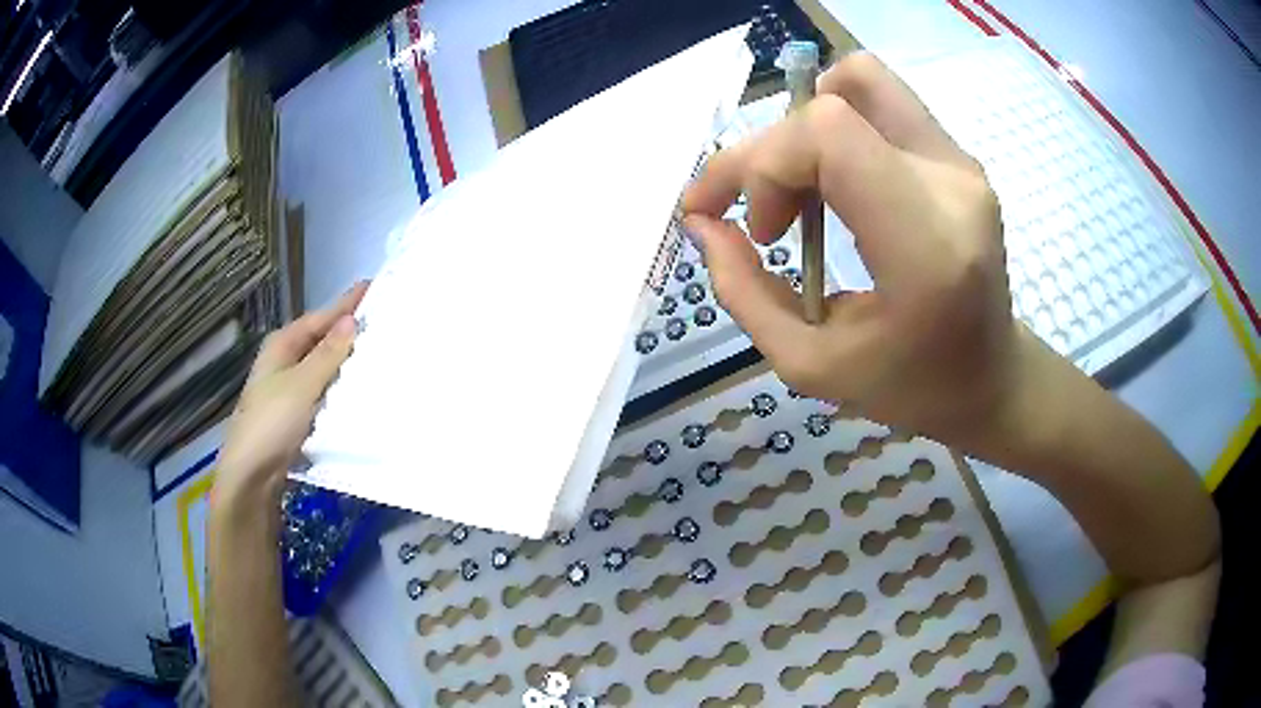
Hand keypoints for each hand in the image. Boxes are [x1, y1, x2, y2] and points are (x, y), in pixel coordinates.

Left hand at [216, 282, 368, 503]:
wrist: (252, 475)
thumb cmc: (273, 422)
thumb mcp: (303, 384)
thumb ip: (328, 354)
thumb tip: (352, 320)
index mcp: (282, 345)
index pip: (319, 318)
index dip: (345, 304)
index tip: (373, 287)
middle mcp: (284, 362)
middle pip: (320, 341)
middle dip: (347, 332)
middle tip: (383, 321)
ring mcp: (288, 389)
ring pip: (323, 368)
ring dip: (345, 362)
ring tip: (378, 353)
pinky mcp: (296, 414)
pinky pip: (323, 392)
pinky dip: (339, 387)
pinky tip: (359, 390)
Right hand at [682, 53, 1020, 444]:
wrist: (993, 381)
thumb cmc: (912, 388)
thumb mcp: (810, 364)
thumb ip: (743, 291)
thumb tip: (703, 222)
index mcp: (926, 246)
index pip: (828, 134)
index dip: (764, 163)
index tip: (753, 227)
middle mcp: (952, 185)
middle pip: (835, 102)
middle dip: (772, 150)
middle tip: (765, 218)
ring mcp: (962, 163)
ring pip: (861, 80)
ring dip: (807, 126)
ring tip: (801, 195)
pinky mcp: (959, 156)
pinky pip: (881, 104)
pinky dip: (838, 131)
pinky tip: (836, 189)